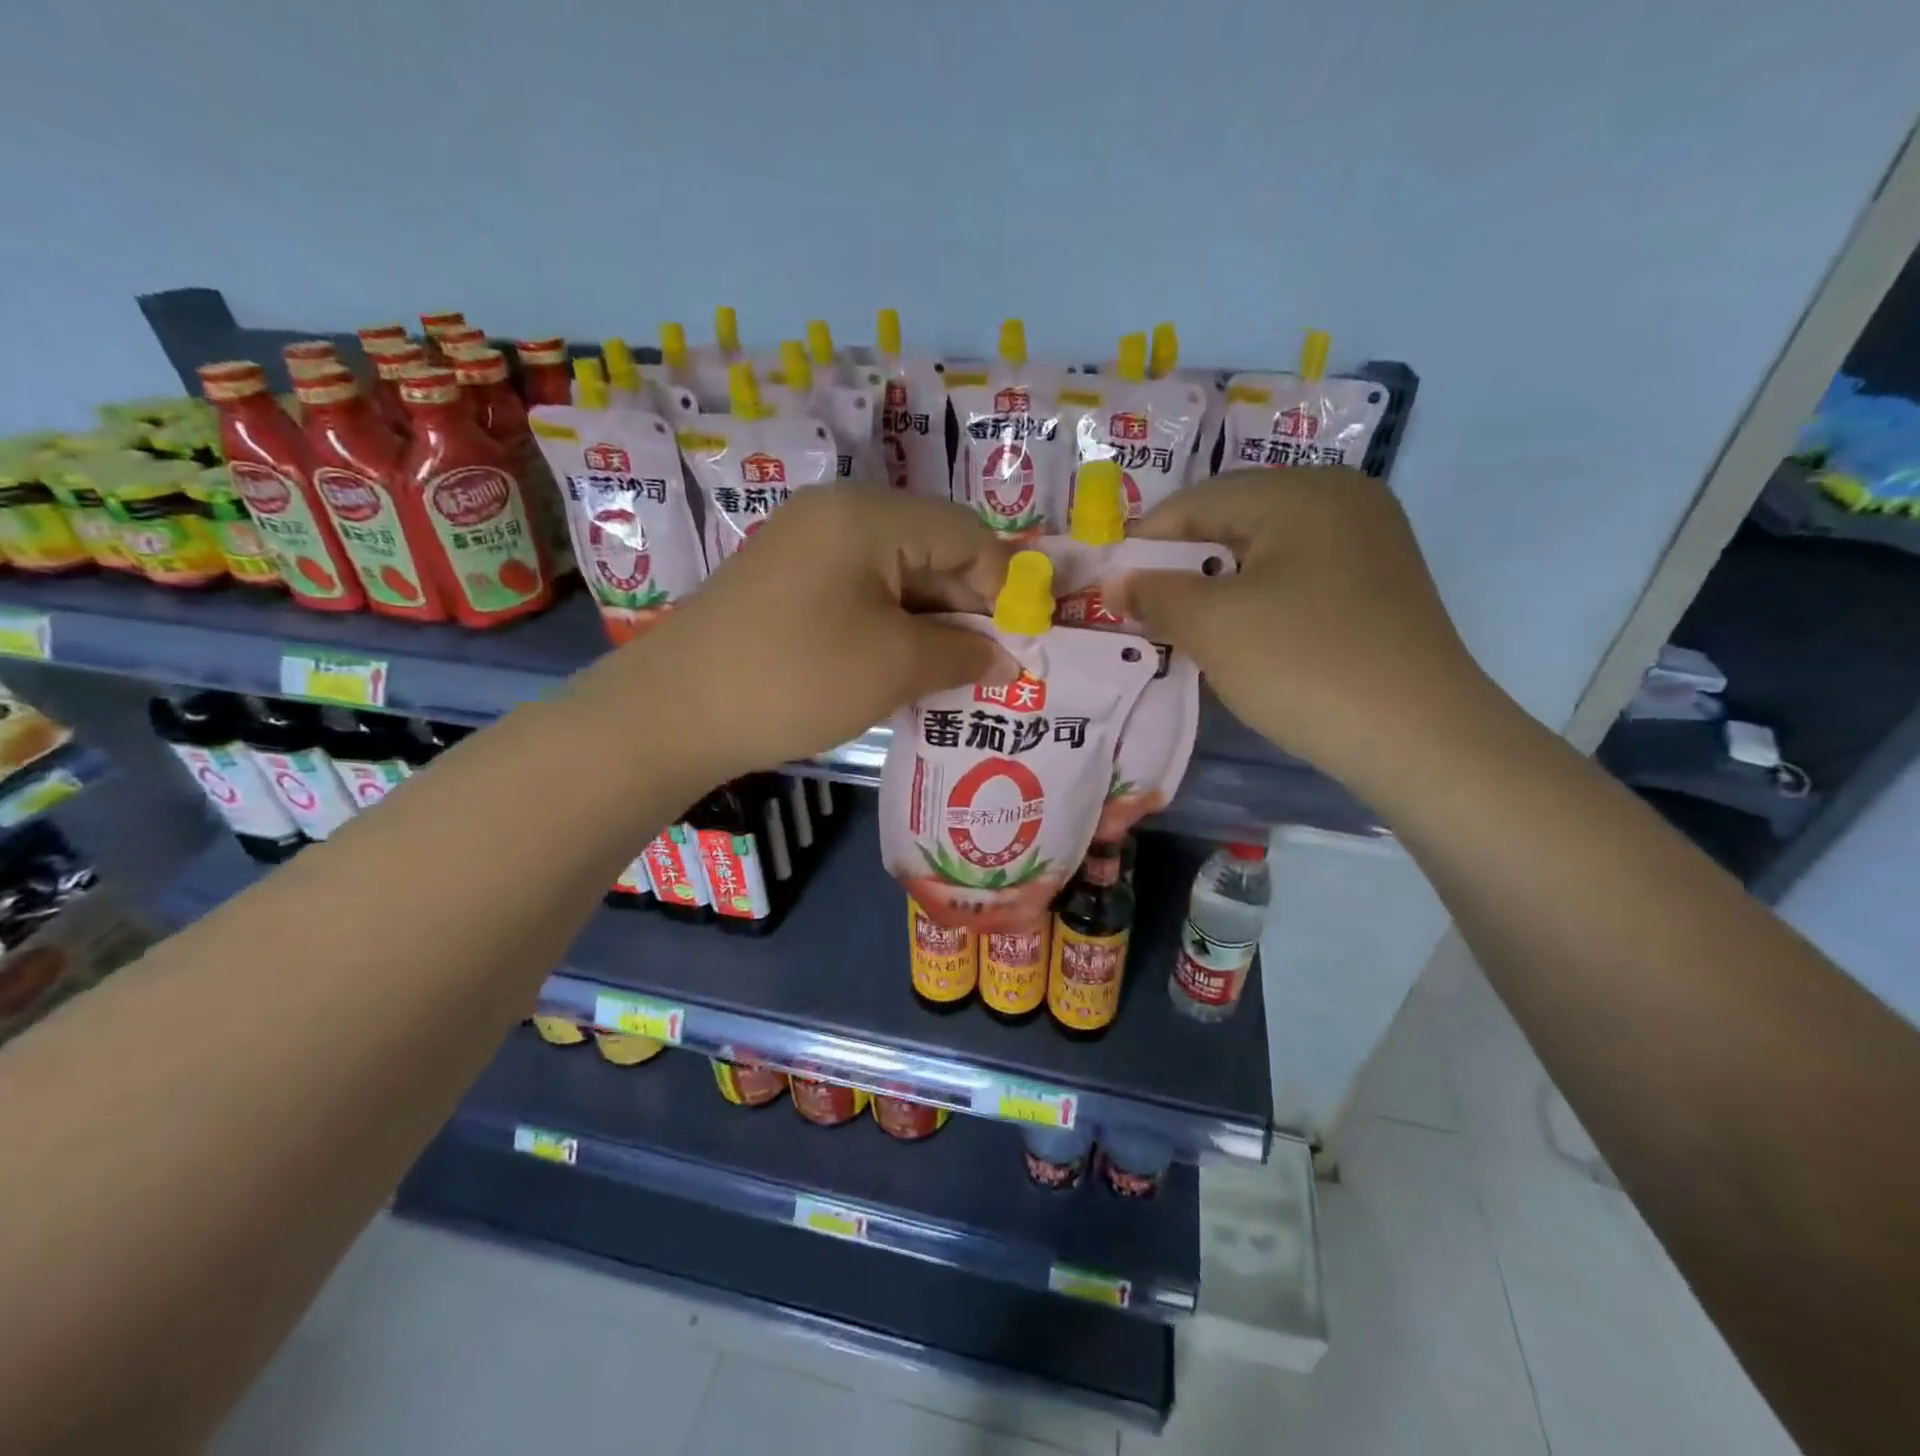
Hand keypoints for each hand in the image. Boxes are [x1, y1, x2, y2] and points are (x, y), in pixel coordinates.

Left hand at [591, 485, 1012, 782]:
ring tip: (952, 676)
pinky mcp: (786, 583)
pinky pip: (860, 594)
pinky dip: (891, 627)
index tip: (1021, 644)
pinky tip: (903, 669)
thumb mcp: (894, 665)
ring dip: (931, 623)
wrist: (673, 713)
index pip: (966, 534)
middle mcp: (837, 514)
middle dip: (967, 608)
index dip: (1004, 588)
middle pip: (931, 549)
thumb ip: (963, 653)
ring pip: (896, 576)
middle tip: (990, 667)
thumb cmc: (797, 677)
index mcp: (869, 514)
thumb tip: (1008, 658)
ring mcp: (806, 547)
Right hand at [1115, 469, 1505, 792]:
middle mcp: (1340, 498)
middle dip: (1181, 566)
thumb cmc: (1304, 664)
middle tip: (1145, 611)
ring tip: (1185, 628)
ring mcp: (1367, 542)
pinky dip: (1257, 601)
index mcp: (1301, 491)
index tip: (1109, 588)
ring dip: (1216, 587)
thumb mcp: (1214, 626)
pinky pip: (1296, 578)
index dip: (1144, 544)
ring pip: (1264, 553)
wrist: (1419, 737)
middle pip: (1233, 521)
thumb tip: (1114, 583)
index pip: (1197, 500)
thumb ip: (1155, 594)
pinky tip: (1241, 637)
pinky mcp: (1377, 585)